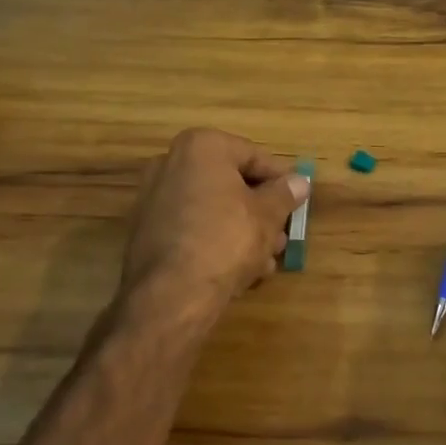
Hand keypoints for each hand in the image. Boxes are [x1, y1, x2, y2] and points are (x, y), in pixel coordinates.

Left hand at [122, 128, 308, 313]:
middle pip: (230, 183)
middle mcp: (171, 163)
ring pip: (212, 209)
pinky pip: (192, 229)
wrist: (170, 297)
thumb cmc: (226, 240)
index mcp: (201, 147)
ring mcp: (153, 199)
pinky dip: (215, 242)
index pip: (253, 156)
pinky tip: (239, 271)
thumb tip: (300, 182)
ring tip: (266, 260)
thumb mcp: (267, 215)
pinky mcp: (145, 234)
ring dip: (242, 230)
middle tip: (282, 235)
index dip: (280, 180)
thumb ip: (285, 194)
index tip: (297, 201)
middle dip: (260, 211)